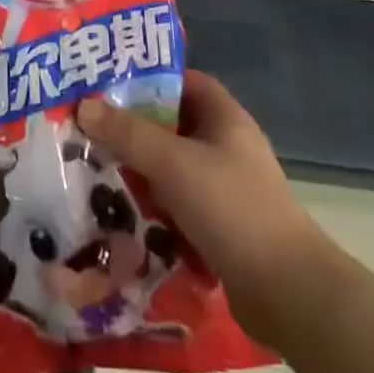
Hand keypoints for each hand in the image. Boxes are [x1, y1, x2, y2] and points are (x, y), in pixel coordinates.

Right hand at [77, 72, 332, 346]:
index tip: (107, 83)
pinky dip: (154, 209)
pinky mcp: (222, 228)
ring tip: (94, 170)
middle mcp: (227, 147)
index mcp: (225, 117)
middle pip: (171, 125)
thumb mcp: (172, 162)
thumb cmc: (232, 209)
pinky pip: (178, 206)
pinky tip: (121, 214)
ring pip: (172, 169)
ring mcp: (226, 189)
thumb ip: (127, 132)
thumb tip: (84, 105)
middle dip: (132, 129)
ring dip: (139, 172)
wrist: (289, 295)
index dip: (147, 77)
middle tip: (89, 128)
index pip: (182, 80)